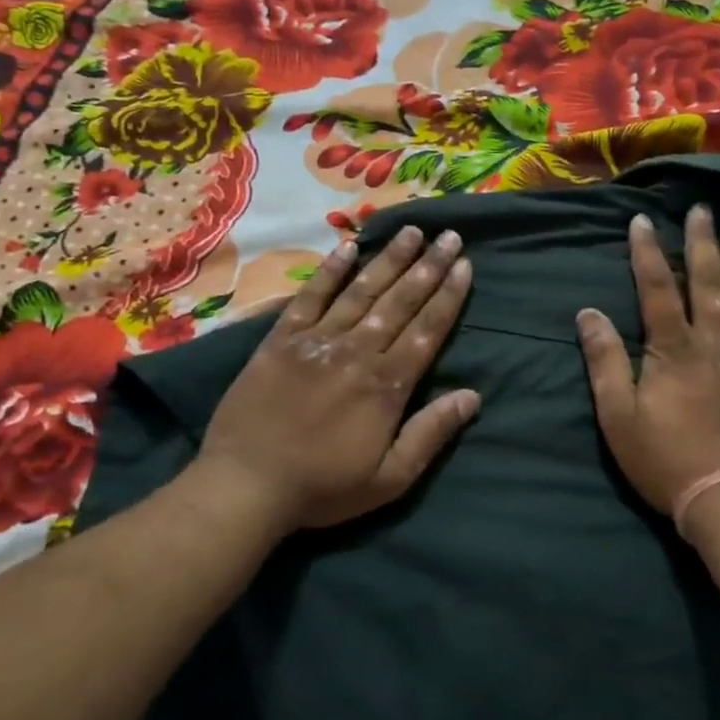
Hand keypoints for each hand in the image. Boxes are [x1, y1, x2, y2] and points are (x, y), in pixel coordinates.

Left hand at [197, 225, 477, 533]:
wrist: (246, 485)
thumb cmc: (323, 488)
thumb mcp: (390, 478)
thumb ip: (431, 433)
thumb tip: (472, 396)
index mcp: (386, 385)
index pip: (427, 330)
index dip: (448, 296)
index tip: (465, 265)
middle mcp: (357, 352)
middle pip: (400, 301)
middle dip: (428, 267)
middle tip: (449, 235)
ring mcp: (317, 341)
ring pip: (361, 291)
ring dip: (389, 259)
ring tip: (412, 231)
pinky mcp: (281, 339)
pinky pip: (310, 297)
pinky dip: (330, 271)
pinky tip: (348, 247)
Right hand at [578, 205, 719, 538]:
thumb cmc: (667, 461)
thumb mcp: (618, 417)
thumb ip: (604, 361)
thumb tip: (587, 313)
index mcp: (675, 349)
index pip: (656, 289)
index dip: (647, 253)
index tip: (642, 220)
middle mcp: (718, 342)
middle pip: (708, 283)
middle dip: (702, 244)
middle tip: (703, 210)